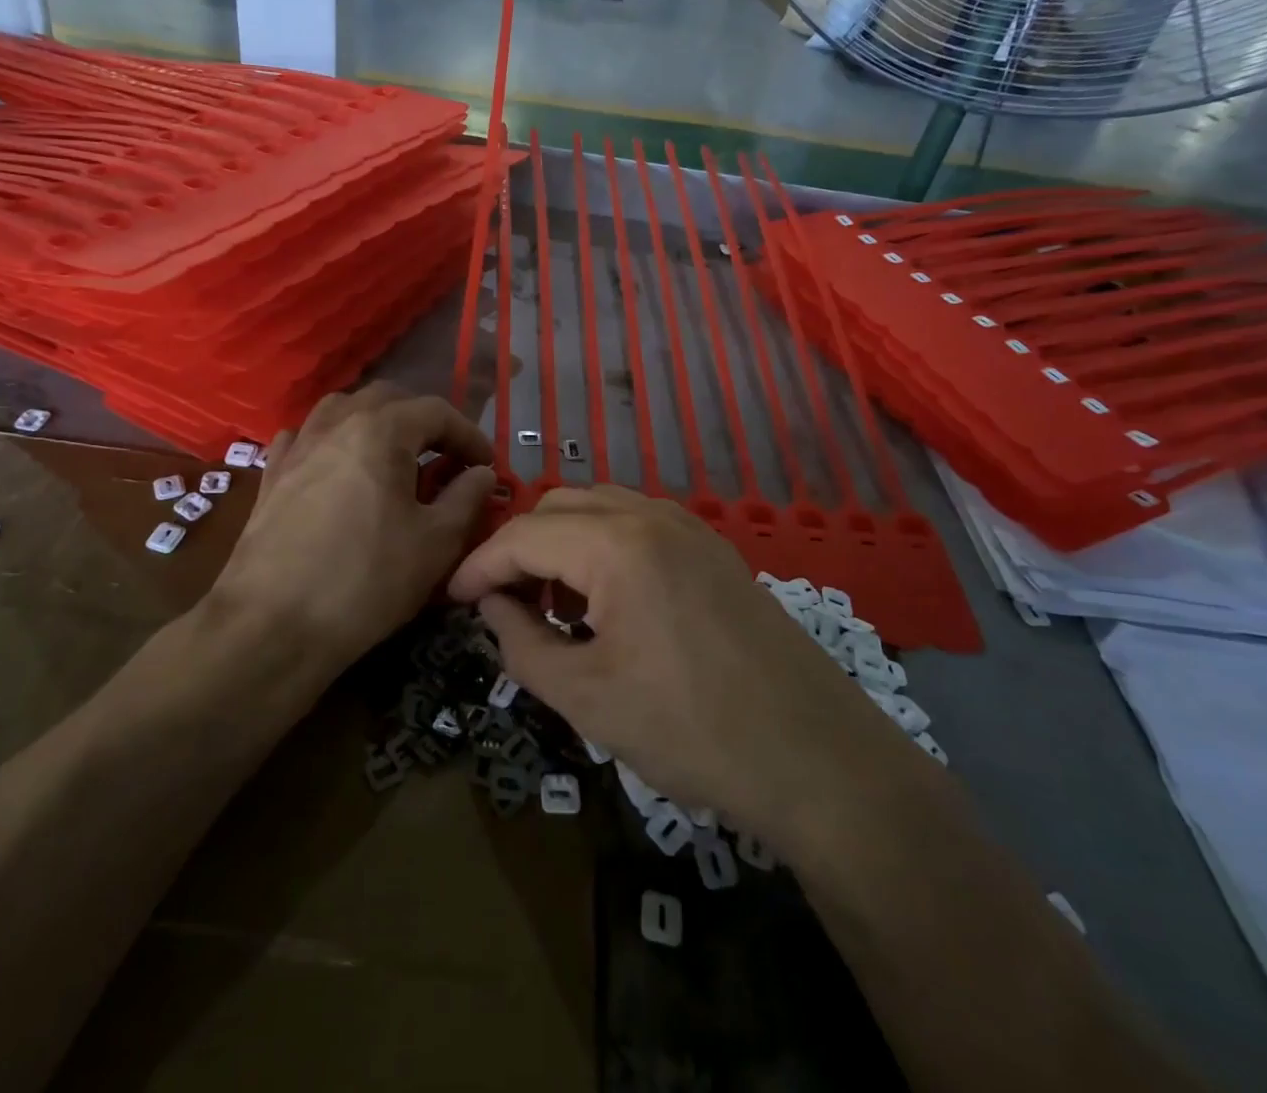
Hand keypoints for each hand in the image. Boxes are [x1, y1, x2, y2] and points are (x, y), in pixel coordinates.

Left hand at [215, 384, 495, 670]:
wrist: (272, 625)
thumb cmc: (366, 580)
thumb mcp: (436, 542)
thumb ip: (466, 498)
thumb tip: (481, 473)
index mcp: (381, 430)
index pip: (437, 411)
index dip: (469, 435)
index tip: (486, 466)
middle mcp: (337, 423)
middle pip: (388, 399)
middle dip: (423, 421)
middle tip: (444, 457)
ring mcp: (298, 446)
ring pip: (342, 409)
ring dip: (375, 422)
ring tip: (392, 455)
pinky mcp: (271, 474)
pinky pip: (305, 437)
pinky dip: (330, 440)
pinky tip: (336, 465)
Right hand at [447, 485, 882, 840]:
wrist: (818, 758)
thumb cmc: (691, 731)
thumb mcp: (585, 698)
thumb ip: (520, 643)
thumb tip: (490, 606)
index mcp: (616, 544)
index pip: (523, 535)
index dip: (478, 565)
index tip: (448, 599)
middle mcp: (652, 516)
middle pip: (559, 506)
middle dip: (519, 548)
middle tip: (500, 603)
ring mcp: (690, 527)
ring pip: (600, 508)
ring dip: (562, 543)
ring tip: (551, 606)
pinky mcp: (714, 550)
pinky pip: (638, 525)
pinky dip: (603, 547)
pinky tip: (606, 602)